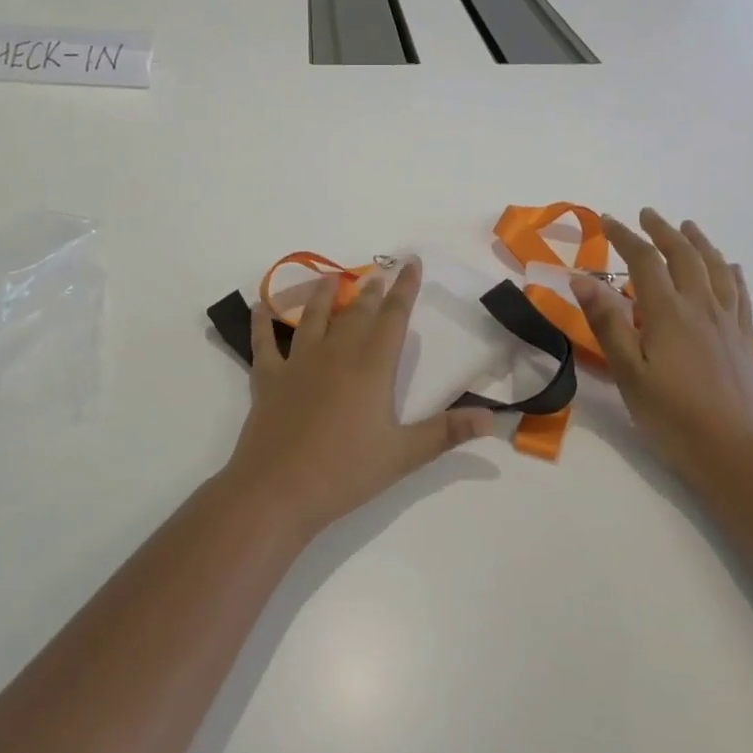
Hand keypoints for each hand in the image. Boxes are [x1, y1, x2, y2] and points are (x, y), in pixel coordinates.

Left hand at [225, 259, 493, 539]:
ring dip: (322, 296)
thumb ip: (447, 432)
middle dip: (370, 292)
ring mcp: (298, 363)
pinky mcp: (268, 379)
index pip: (393, 318)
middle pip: (356, 313)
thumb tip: (492, 418)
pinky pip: (264, 342)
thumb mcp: (404, 455)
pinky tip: (260, 306)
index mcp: (371, 368)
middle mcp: (335, 354)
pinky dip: (262, 322)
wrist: (278, 490)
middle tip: (377, 275)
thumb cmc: (345, 472)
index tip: (411, 263)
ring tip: (330, 279)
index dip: (405, 289)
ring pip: (312, 318)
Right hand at [571, 209, 752, 480]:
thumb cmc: (674, 416)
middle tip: (646, 214)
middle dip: (662, 231)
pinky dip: (731, 273)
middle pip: (684, 256)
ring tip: (688, 227)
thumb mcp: (629, 373)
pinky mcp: (744, 342)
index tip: (606, 220)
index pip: (644, 261)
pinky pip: (740, 295)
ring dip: (699, 243)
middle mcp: (701, 308)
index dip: (624, 237)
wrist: (739, 453)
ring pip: (716, 269)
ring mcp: (728, 324)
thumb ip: (607, 323)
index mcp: (668, 313)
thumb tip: (582, 278)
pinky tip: (730, 268)